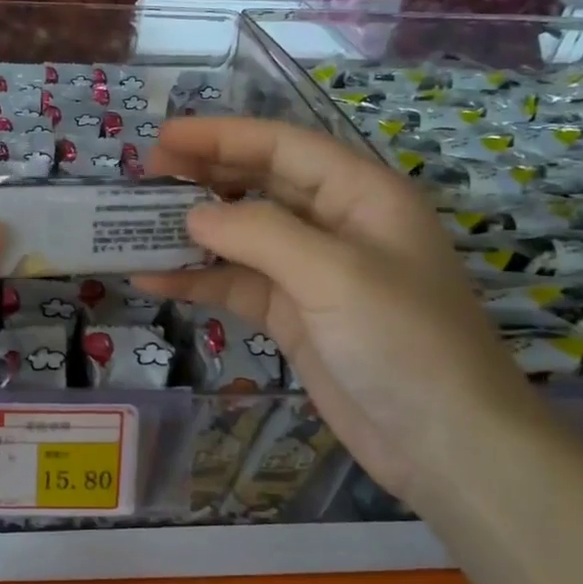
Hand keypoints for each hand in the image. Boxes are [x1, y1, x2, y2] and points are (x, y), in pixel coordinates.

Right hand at [135, 117, 555, 505]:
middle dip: (202, 175)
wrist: (446, 447)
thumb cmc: (405, 343)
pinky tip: (153, 278)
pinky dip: (198, 279)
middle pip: (259, 183)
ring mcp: (312, 273)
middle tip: (144, 175)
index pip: (282, 146)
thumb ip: (260, 234)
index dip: (221, 135)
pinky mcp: (294, 316)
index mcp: (361, 194)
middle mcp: (335, 224)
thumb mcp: (335, 275)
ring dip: (192, 230)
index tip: (162, 137)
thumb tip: (191, 215)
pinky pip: (237, 284)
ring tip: (135, 225)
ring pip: (241, 235)